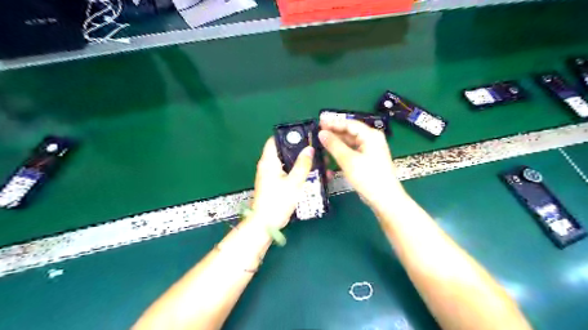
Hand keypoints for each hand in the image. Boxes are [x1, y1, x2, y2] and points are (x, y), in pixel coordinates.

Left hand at [252, 138, 316, 227]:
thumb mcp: (294, 182)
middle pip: (284, 151)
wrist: (266, 223)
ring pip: (288, 163)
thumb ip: (302, 165)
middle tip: (316, 150)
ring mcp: (271, 175)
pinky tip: (312, 175)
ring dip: (301, 162)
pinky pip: (288, 173)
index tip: (304, 135)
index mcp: (269, 161)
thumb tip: (309, 149)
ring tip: (318, 162)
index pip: (275, 140)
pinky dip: (298, 172)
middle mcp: (268, 166)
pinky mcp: (275, 184)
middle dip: (300, 150)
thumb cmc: (278, 201)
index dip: (289, 136)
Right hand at [320, 118, 407, 208]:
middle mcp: (371, 140)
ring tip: (321, 143)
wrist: (384, 199)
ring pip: (349, 143)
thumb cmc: (368, 177)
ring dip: (336, 143)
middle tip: (317, 132)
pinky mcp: (366, 160)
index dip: (333, 122)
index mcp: (371, 136)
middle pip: (349, 132)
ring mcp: (369, 151)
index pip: (349, 124)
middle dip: (334, 132)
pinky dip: (341, 152)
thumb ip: (334, 145)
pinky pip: (351, 152)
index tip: (319, 122)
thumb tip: (322, 133)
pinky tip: (330, 154)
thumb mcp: (349, 160)